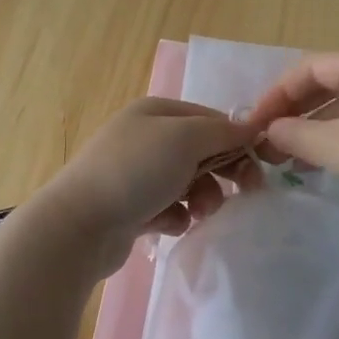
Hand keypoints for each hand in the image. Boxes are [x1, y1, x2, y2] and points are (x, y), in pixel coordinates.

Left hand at [38, 98, 256, 276]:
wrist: (79, 226)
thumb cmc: (135, 172)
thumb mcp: (186, 139)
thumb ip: (223, 132)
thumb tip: (251, 128)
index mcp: (155, 112)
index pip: (210, 119)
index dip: (237, 140)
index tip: (258, 166)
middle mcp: (145, 138)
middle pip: (202, 152)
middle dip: (222, 173)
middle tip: (244, 192)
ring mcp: (135, 174)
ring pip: (189, 183)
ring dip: (201, 198)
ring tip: (196, 213)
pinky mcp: (131, 208)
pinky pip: (170, 209)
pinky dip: (175, 217)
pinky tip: (167, 225)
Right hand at [250, 52, 338, 226]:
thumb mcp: (338, 146)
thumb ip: (296, 134)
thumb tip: (268, 131)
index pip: (311, 66)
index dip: (277, 93)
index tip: (254, 124)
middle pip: (328, 84)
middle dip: (294, 112)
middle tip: (267, 142)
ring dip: (312, 129)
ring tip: (285, 157)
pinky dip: (336, 140)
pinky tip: (318, 164)